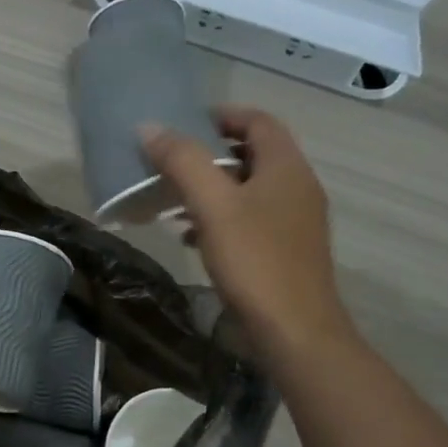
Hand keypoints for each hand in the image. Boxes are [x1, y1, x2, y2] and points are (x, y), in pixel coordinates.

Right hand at [142, 107, 352, 363]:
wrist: (295, 331)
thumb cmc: (255, 261)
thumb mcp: (213, 206)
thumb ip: (183, 162)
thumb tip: (150, 127)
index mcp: (286, 167)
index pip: (258, 121)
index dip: (222, 115)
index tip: (183, 123)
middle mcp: (297, 187)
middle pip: (253, 153)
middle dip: (210, 153)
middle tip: (171, 161)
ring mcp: (294, 221)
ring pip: (249, 189)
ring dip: (212, 188)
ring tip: (173, 199)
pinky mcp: (285, 251)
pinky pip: (250, 220)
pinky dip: (220, 218)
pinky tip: (191, 237)